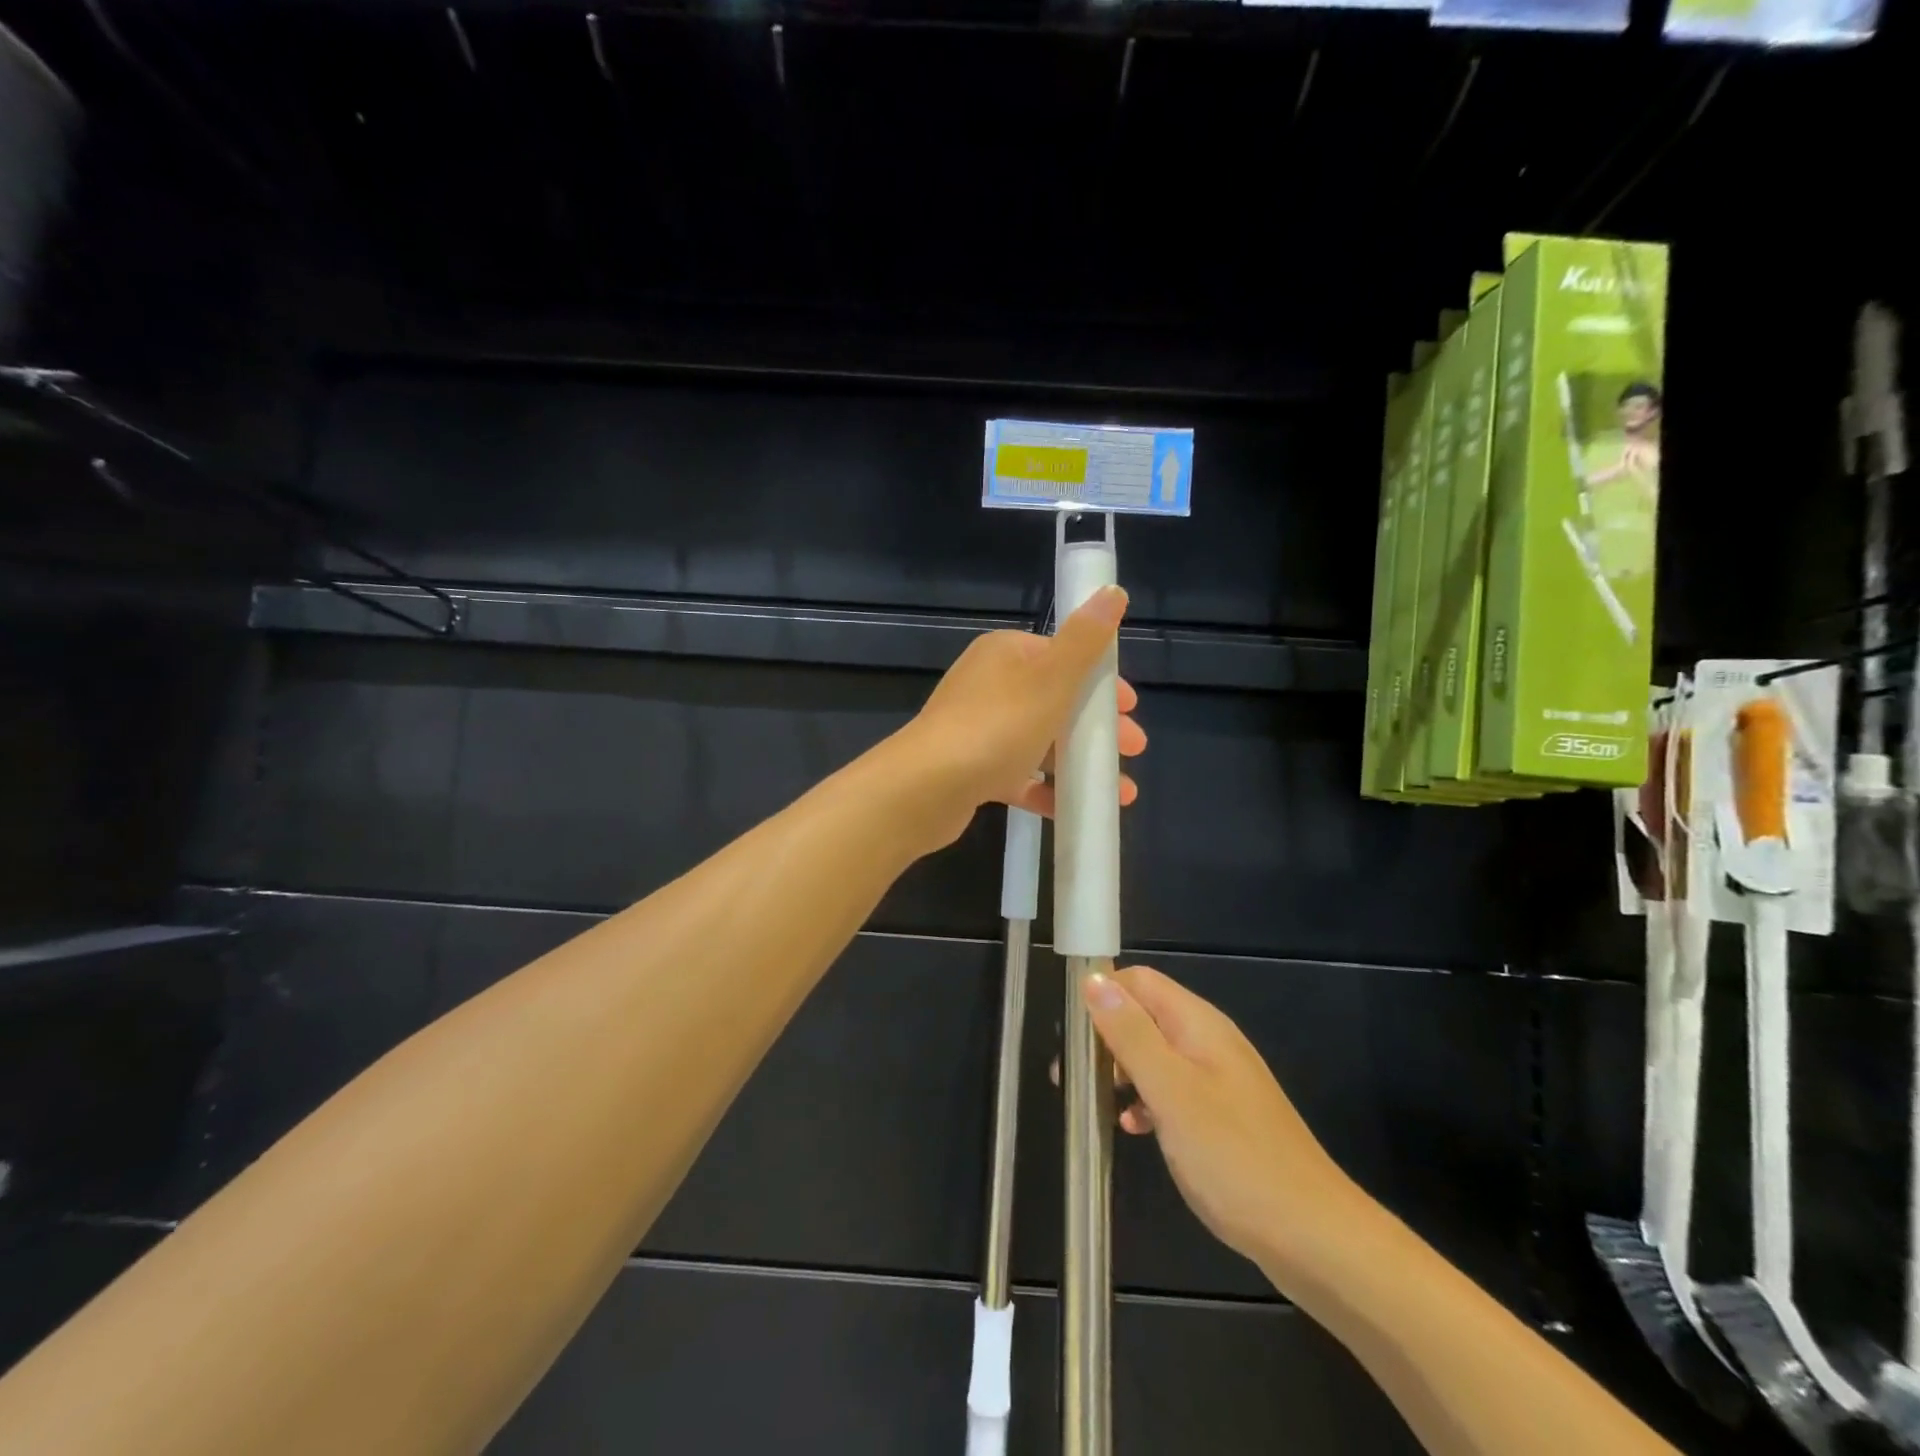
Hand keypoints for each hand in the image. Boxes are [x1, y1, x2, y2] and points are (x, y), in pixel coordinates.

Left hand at [895, 586, 1144, 847]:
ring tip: (1120, 790)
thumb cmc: (997, 725)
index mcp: (1005, 654)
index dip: (1100, 681)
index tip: (1130, 708)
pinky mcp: (971, 769)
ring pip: (1039, 741)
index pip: (1063, 657)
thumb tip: (1113, 590)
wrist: (927, 786)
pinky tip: (1074, 809)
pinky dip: (1047, 789)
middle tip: (1133, 749)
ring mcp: (977, 729)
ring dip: (1079, 762)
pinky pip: (1018, 776)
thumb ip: (1085, 640)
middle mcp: (988, 685)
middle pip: (1055, 700)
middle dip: (1097, 726)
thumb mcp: (1051, 678)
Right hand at [1080, 967, 1369, 1291]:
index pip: (1139, 981)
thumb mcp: (1171, 1091)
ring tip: (1097, 1104)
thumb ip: (1130, 1034)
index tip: (1071, 1033)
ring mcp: (1217, 1079)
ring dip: (1122, 1071)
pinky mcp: (1221, 1115)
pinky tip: (1135, 1129)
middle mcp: (1208, 1041)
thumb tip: (1093, 980)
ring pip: (1154, 1054)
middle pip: (1144, 1015)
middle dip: (1106, 1037)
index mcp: (1198, 1024)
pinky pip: (1171, 1089)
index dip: (1102, 994)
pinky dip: (1146, 1100)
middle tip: (1074, 1076)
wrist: (1311, 1235)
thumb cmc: (1234, 1157)